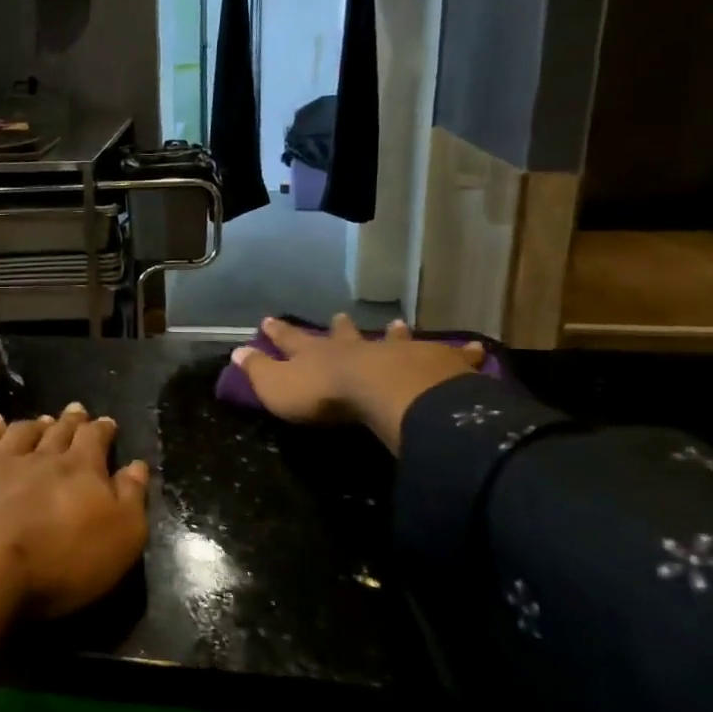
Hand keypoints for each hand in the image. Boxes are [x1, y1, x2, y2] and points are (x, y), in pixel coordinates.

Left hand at [0, 405, 149, 686]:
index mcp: (80, 470)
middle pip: (59, 432)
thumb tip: (137, 465)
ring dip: (36, 424)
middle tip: (77, 410)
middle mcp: (40, 457)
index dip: (102, 430)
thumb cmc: (58, 564)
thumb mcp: (119, 540)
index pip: (95, 440)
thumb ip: (131, 499)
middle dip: (71, 421)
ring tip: (43, 419)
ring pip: (22, 433)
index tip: (106, 422)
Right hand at [230, 316, 487, 453]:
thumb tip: (235, 351)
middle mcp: (355, 347)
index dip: (278, 332)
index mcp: (317, 353)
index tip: (267, 320)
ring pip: (393, 338)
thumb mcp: (278, 388)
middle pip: (343, 334)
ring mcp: (395, 351)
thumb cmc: (326, 396)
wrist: (385, 394)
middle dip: (337, 327)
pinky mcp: (432, 363)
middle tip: (338, 315)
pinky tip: (476, 348)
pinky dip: (461, 352)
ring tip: (395, 323)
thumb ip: (258, 370)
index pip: (291, 339)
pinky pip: (450, 356)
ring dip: (392, 332)